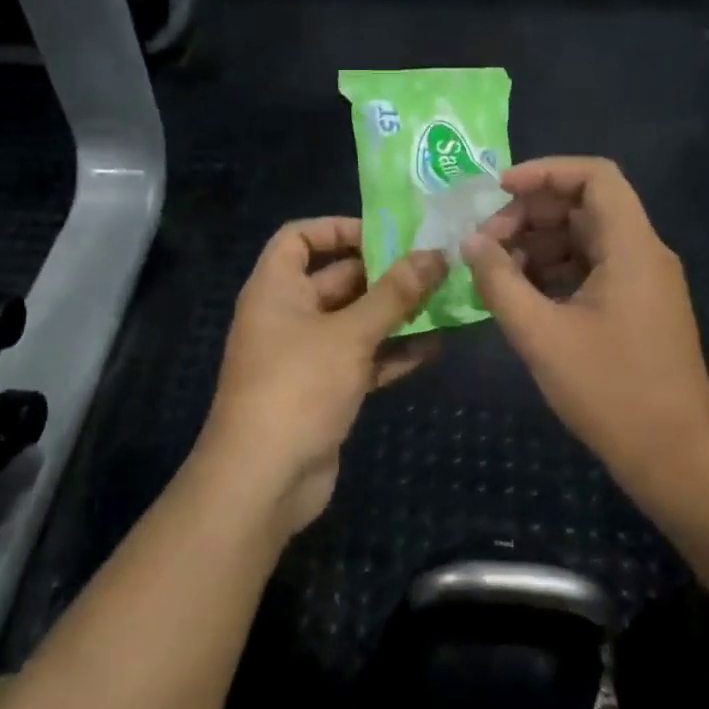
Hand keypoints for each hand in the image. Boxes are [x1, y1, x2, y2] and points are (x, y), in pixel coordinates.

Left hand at [200, 217, 446, 535]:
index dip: (337, 228)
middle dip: (384, 274)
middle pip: (337, 279)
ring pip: (355, 321)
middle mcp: (288, 315)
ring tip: (444, 302)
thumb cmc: (299, 387)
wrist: (264, 480)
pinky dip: (391, 352)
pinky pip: (361, 359)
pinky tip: (434, 347)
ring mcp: (306, 355)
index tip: (384, 233)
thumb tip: (435, 253)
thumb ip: (395, 293)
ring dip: (395, 314)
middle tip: (434, 266)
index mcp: (276, 289)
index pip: (298, 238)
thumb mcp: (351, 333)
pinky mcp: (324, 390)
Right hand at [463, 158, 708, 500]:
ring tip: (495, 272)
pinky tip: (520, 295)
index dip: (544, 172)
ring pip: (585, 239)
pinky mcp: (637, 308)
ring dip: (538, 245)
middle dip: (530, 215)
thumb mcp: (541, 335)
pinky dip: (554, 272)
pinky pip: (592, 269)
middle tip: (485, 243)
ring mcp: (643, 282)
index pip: (595, 176)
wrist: (677, 459)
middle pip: (584, 206)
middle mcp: (644, 253)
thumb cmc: (611, 392)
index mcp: (632, 247)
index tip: (497, 190)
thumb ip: (500, 282)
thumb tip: (470, 242)